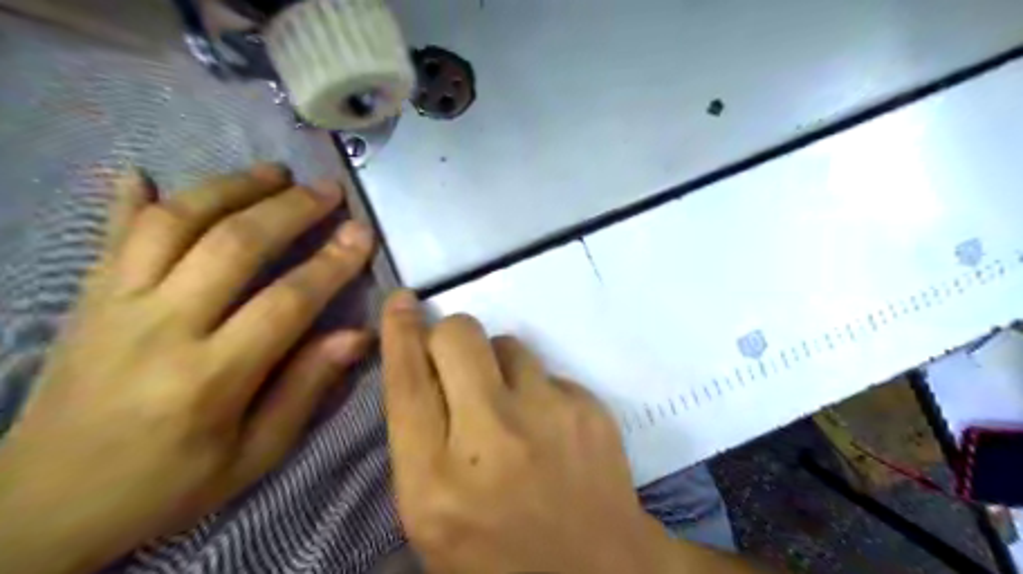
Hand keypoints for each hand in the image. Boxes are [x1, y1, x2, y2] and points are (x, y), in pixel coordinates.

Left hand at [1, 163, 375, 573]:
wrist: (37, 507)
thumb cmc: (167, 484)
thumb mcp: (254, 455)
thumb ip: (306, 389)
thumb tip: (357, 335)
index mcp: (210, 378)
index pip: (287, 302)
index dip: (331, 263)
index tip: (362, 234)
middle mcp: (160, 329)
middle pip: (233, 246)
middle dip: (290, 210)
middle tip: (327, 189)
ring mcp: (115, 306)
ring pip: (175, 223)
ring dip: (229, 188)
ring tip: (272, 172)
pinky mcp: (86, 300)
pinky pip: (110, 236)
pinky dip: (128, 199)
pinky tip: (143, 172)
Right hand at [380, 294, 677, 573]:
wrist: (598, 573)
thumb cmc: (499, 556)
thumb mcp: (433, 515)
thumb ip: (418, 443)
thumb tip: (422, 373)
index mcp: (435, 481)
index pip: (407, 382)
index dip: (400, 332)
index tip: (402, 303)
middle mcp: (490, 438)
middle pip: (459, 337)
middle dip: (450, 336)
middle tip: (456, 359)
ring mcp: (547, 416)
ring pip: (508, 343)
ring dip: (498, 364)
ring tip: (511, 404)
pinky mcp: (589, 408)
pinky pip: (548, 372)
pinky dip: (539, 390)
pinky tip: (549, 426)